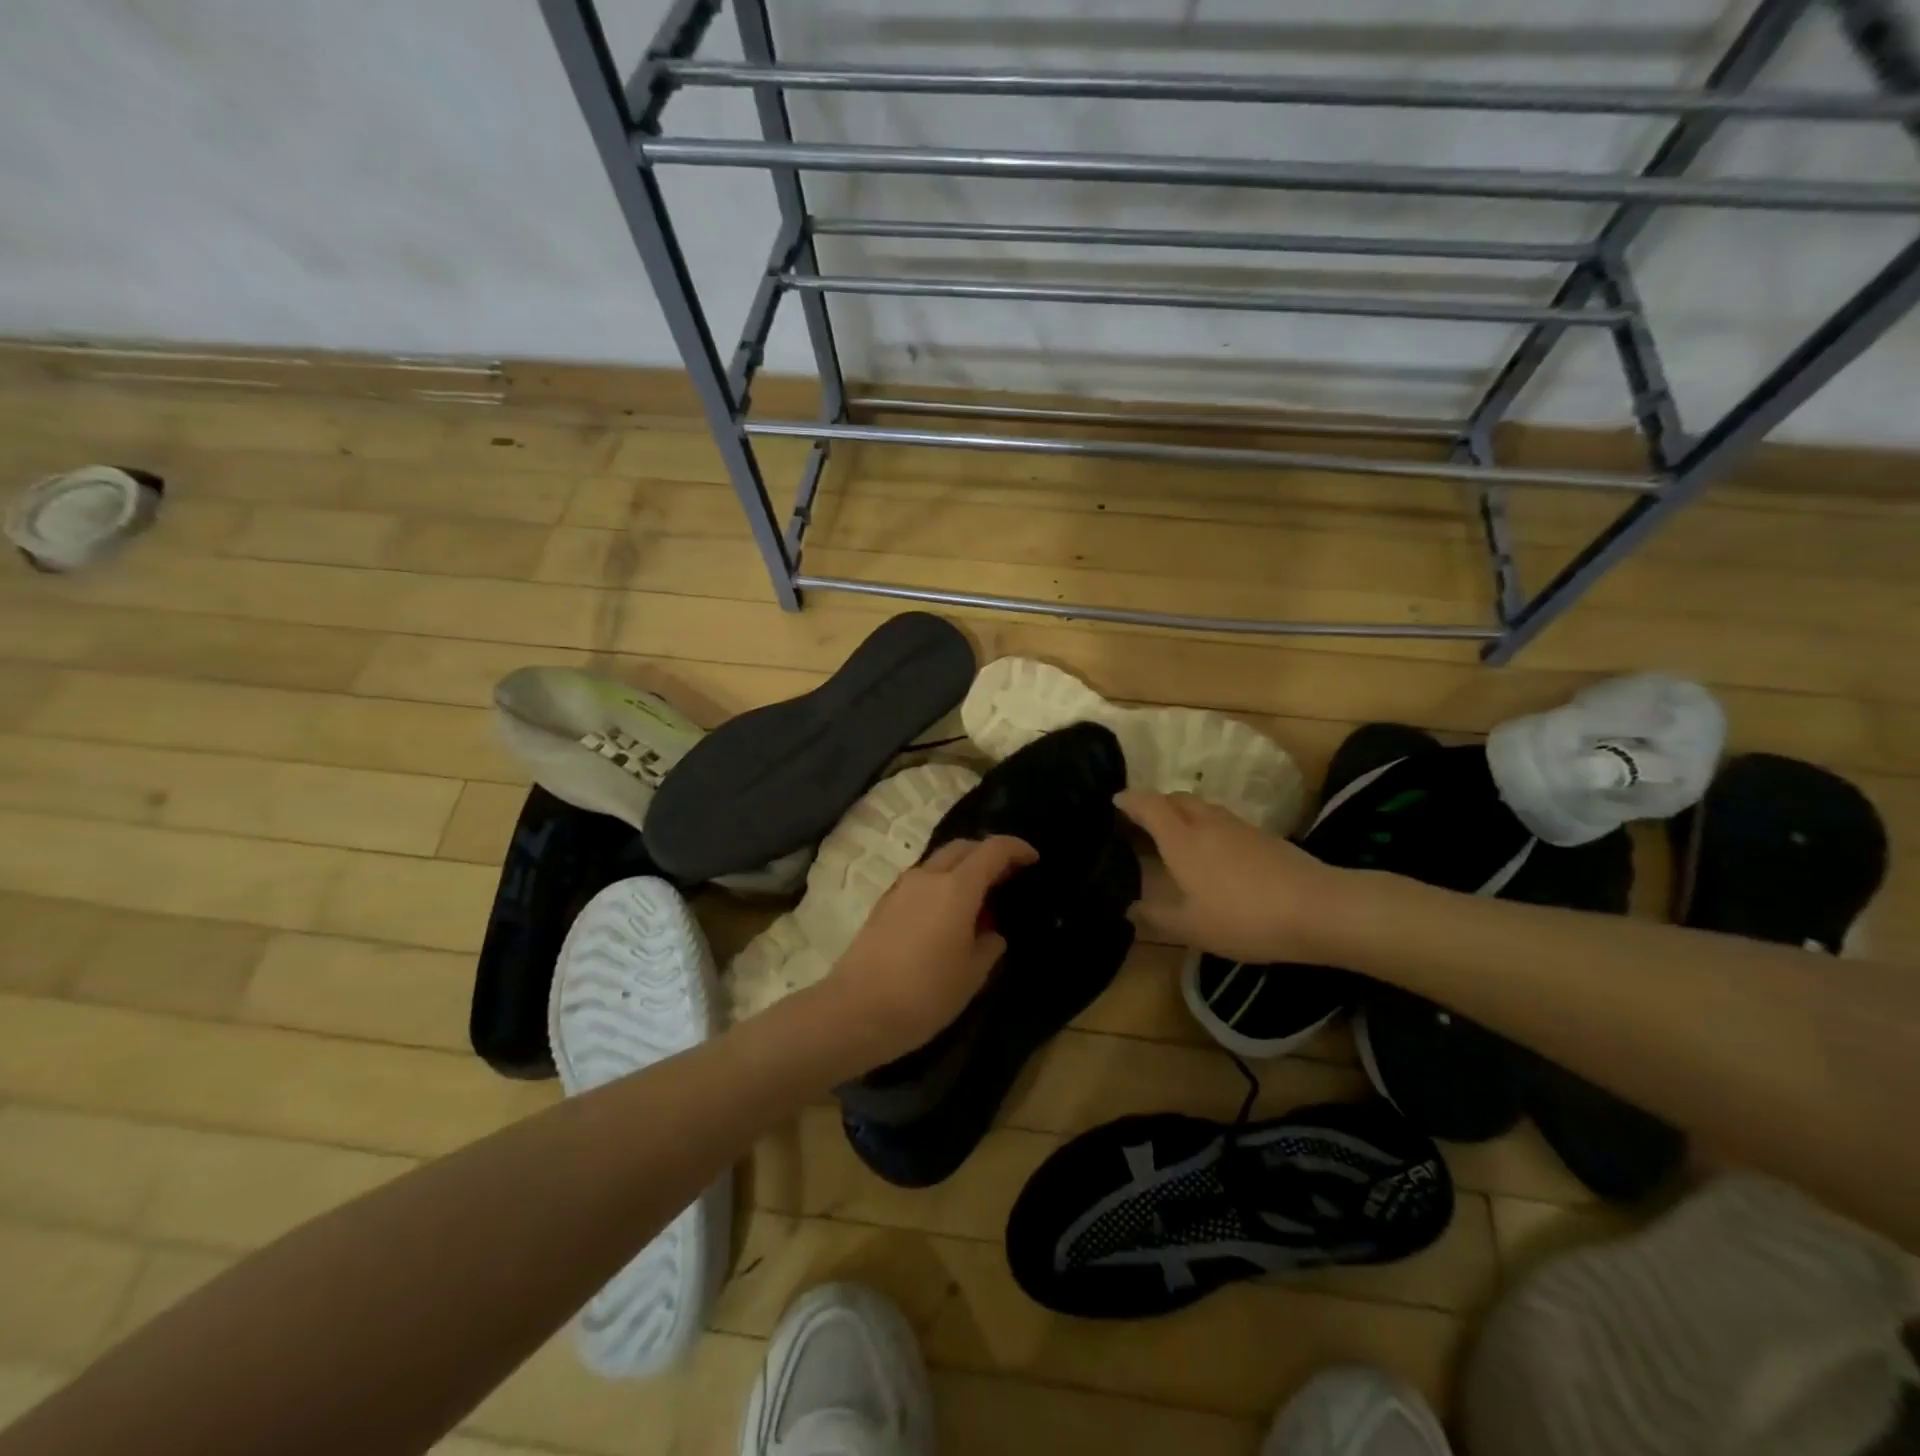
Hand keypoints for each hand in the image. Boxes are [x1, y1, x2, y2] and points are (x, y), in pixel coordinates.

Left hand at [825, 836, 1037, 1065]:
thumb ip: (988, 946)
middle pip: (963, 847)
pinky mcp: (884, 904)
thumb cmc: (924, 994)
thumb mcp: (971, 975)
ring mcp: (901, 888)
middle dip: (988, 854)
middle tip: (1007, 878)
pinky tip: (947, 917)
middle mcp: (928, 877)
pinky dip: (941, 885)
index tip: (1033, 860)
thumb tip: (991, 933)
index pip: (992, 850)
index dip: (1016, 848)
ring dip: (962, 870)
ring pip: (938, 862)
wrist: (856, 1011)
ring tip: (978, 901)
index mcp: (957, 888)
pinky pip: (921, 881)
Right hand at [1117, 790, 1342, 963]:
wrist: (1317, 908)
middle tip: (1140, 824)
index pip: (1148, 805)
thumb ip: (1156, 916)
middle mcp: (1206, 822)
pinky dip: (1205, 826)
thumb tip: (1129, 907)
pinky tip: (1211, 854)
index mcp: (1181, 839)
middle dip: (1154, 804)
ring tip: (1173, 838)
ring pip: (1200, 807)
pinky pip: (1221, 820)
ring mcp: (1237, 826)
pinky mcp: (1261, 836)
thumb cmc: (1243, 917)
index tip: (1113, 802)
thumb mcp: (1191, 927)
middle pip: (1175, 798)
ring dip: (1181, 814)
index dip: (1128, 800)